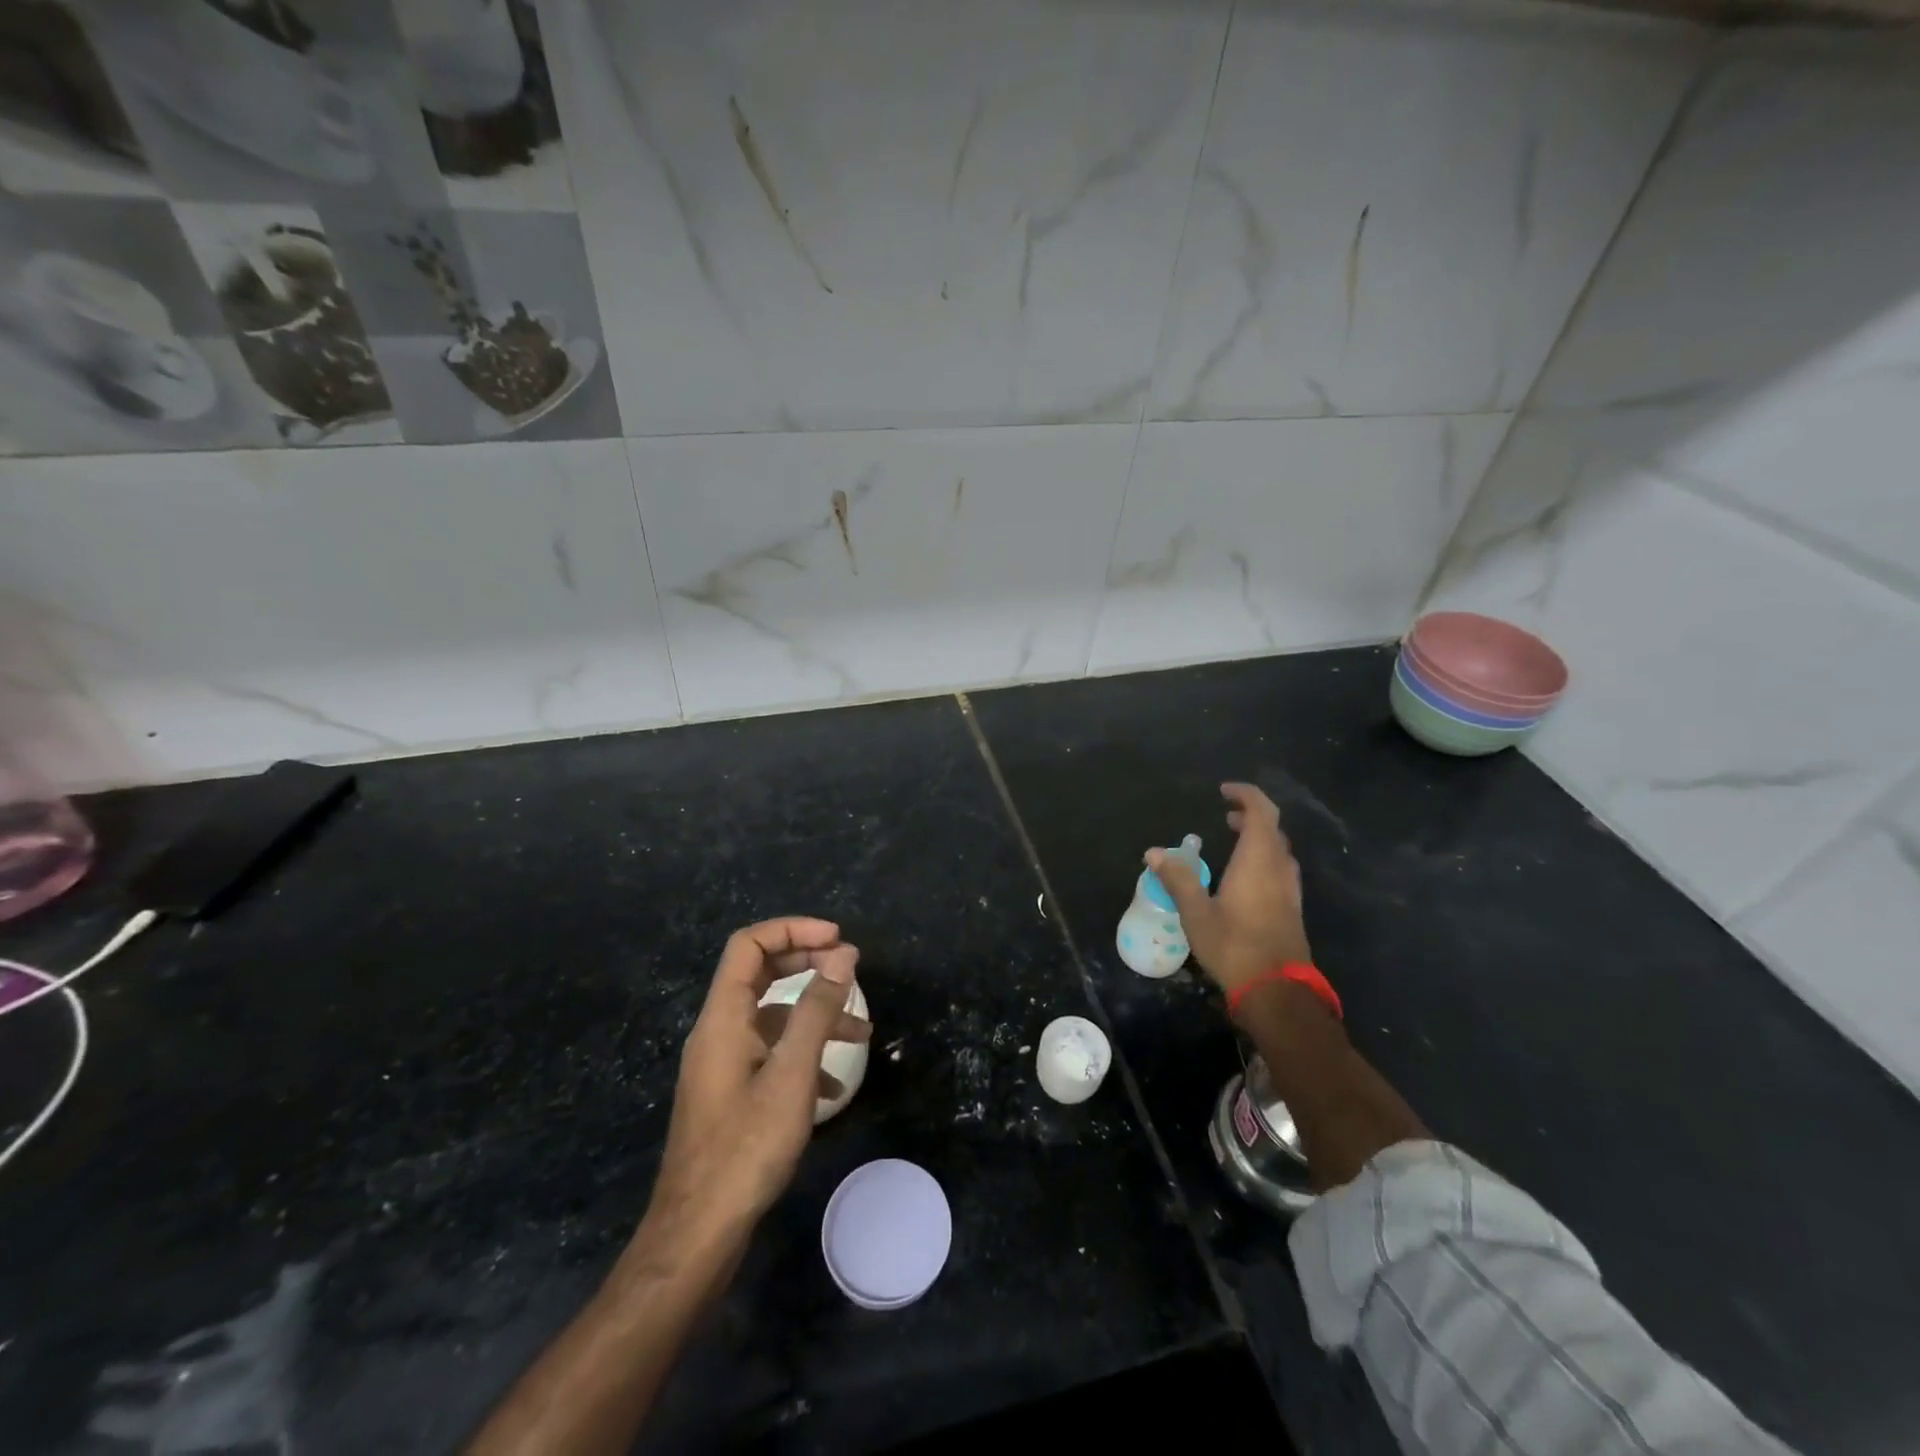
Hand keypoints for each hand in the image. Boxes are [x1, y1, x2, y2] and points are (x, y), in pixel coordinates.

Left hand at [648, 918, 870, 1241]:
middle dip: (807, 963)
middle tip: (850, 969)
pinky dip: (803, 1053)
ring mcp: (723, 1064)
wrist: (698, 1234)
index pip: (749, 945)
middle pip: (760, 973)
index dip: (793, 929)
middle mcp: (718, 1031)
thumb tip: (843, 955)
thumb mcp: (792, 1073)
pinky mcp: (731, 1093)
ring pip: (771, 1016)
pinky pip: (770, 1053)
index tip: (838, 940)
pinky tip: (835, 1084)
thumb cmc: (746, 1147)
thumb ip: (817, 1009)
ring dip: (815, 1014)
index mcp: (723, 1017)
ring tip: (863, 1031)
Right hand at [1147, 782, 1310, 994]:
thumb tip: (1154, 852)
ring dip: (1260, 839)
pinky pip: (1280, 870)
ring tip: (1234, 841)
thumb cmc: (1234, 946)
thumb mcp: (1196, 913)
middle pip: (1272, 829)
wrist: (1277, 991)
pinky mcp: (1292, 910)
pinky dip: (1264, 859)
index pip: (1261, 812)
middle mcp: (1279, 869)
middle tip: (1226, 817)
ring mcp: (1290, 890)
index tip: (1224, 792)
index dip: (1246, 795)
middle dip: (1250, 817)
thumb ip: (1178, 879)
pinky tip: (1245, 877)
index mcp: (1258, 861)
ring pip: (1279, 851)